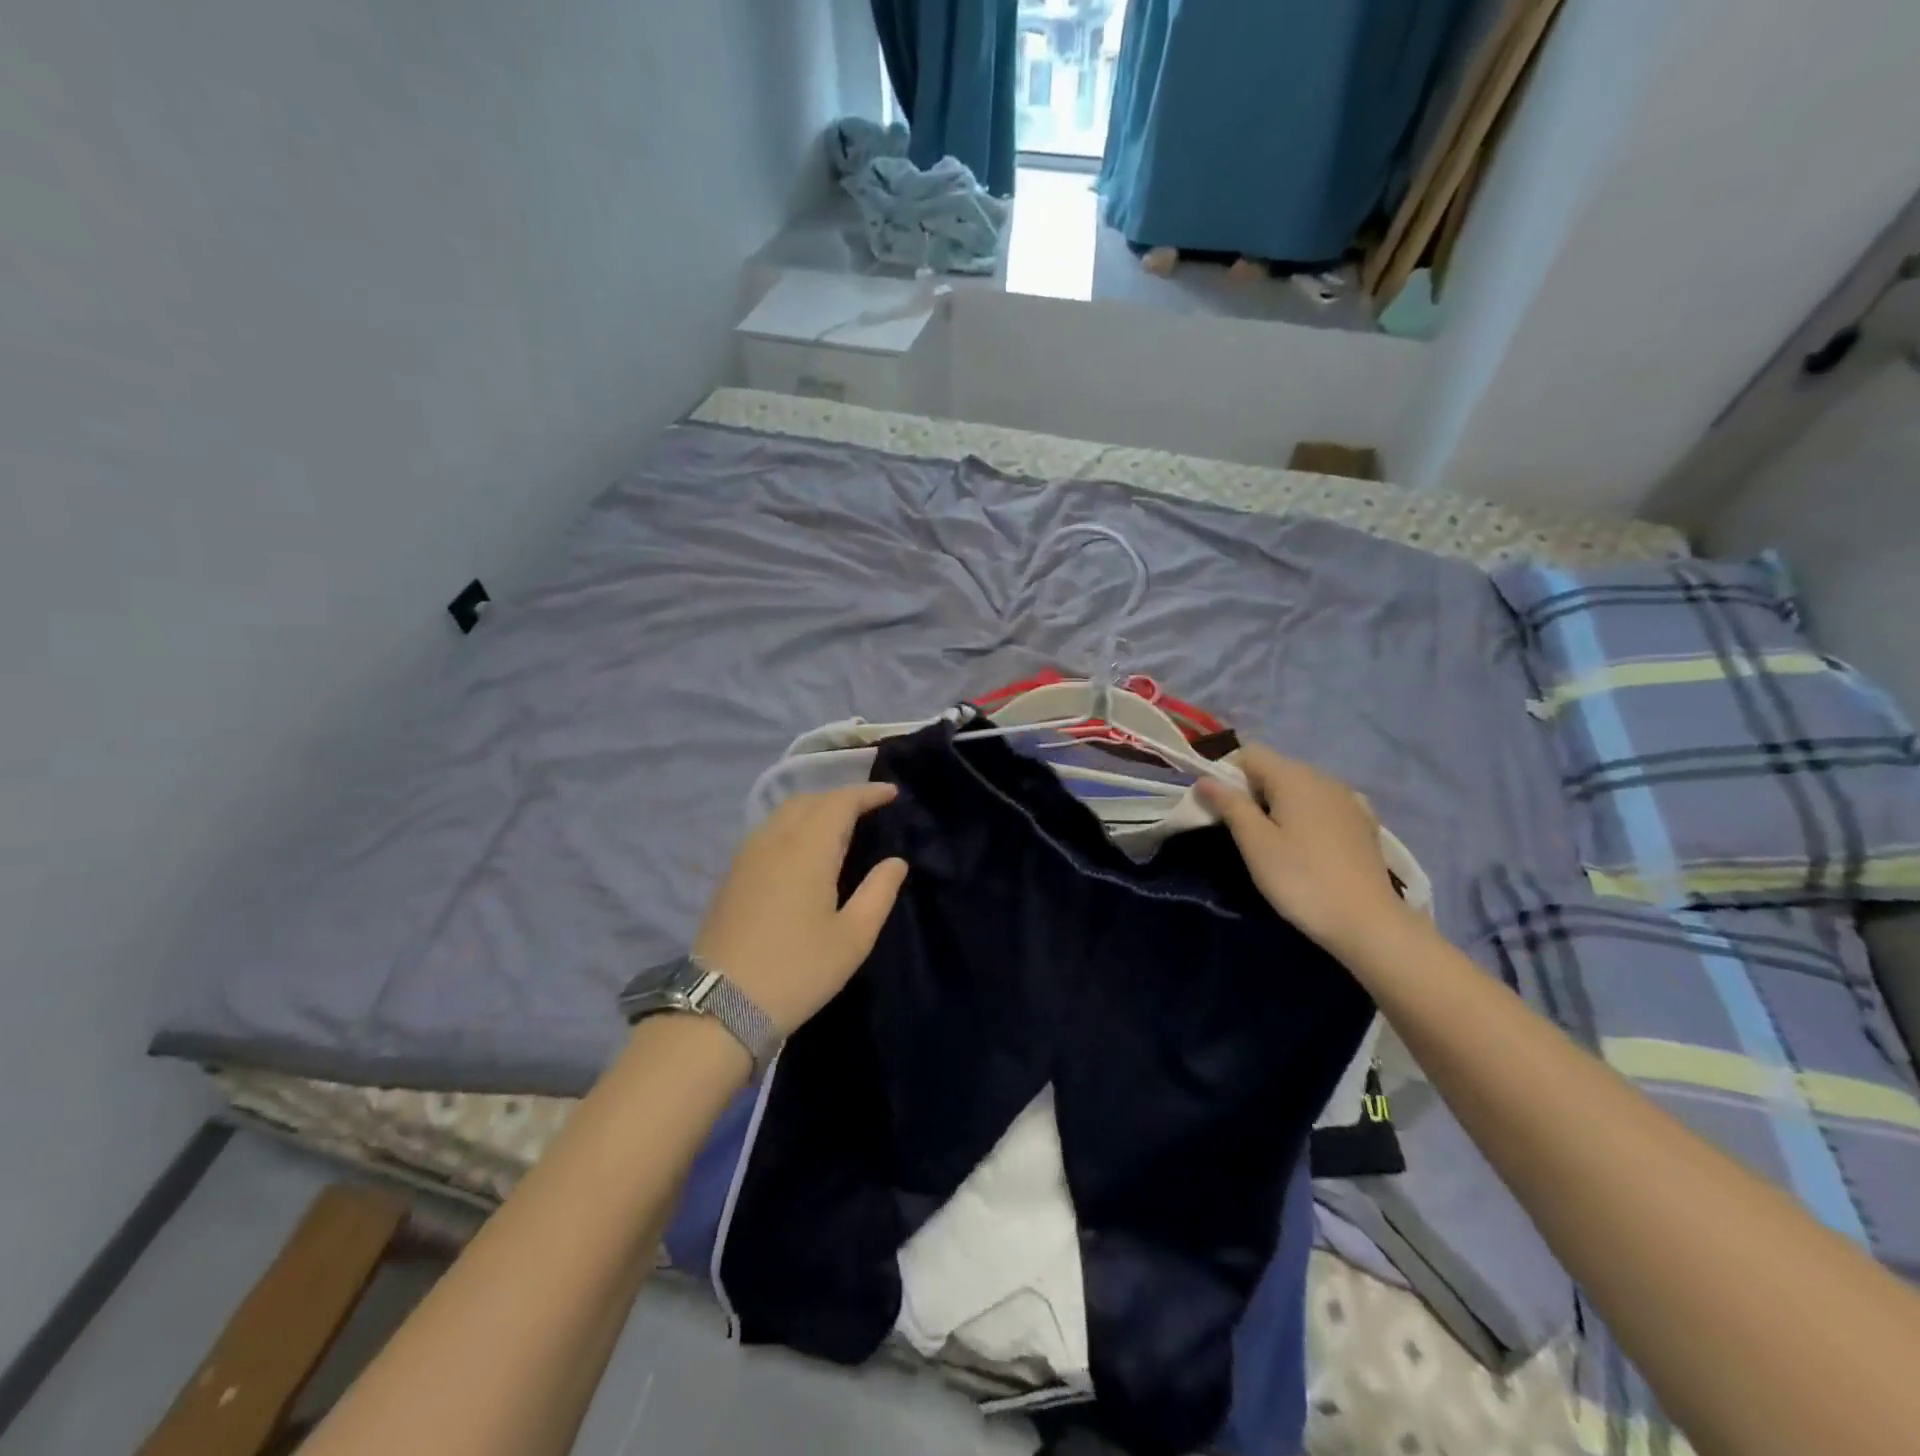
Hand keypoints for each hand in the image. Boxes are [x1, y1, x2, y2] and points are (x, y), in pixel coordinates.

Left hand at [692, 784, 908, 1036]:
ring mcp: (747, 855)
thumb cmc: (797, 970)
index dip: (867, 793)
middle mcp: (774, 840)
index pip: (840, 802)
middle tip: (868, 809)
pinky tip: (802, 848)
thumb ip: (879, 892)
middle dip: (841, 797)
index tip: (892, 794)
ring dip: (814, 808)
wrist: (719, 1006)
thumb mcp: (853, 937)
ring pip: (784, 812)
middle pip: (809, 800)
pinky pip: (767, 830)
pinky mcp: (732, 874)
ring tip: (838, 825)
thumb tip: (896, 861)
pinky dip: (792, 824)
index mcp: (807, 849)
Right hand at [1197, 745, 1413, 958]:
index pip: (1249, 753)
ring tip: (1274, 843)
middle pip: (1275, 768)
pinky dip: (1306, 816)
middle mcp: (1323, 777)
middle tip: (1243, 832)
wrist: (1368, 922)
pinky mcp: (1363, 822)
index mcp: (1294, 776)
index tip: (1220, 809)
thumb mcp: (1255, 843)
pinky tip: (1307, 847)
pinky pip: (1322, 806)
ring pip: (1299, 788)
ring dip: (1279, 805)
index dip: (1227, 774)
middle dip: (1252, 791)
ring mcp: (1348, 799)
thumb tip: (1205, 780)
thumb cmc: (1301, 879)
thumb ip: (1230, 805)